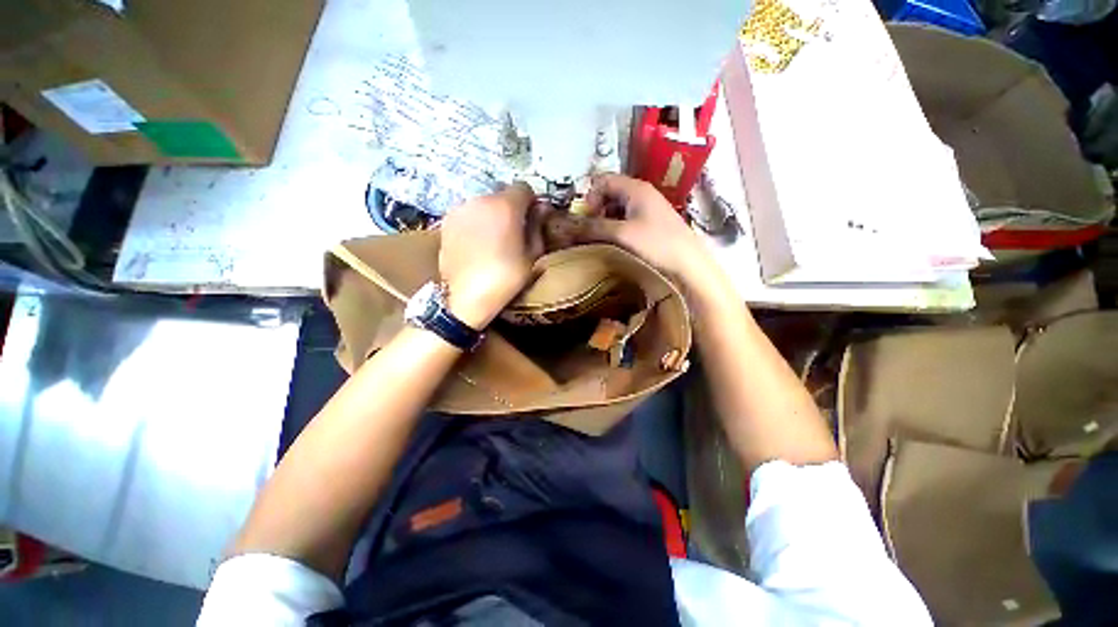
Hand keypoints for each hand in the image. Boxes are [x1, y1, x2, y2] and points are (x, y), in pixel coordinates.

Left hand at [439, 183, 544, 328]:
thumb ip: (537, 227)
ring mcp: (460, 210)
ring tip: (493, 241)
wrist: (466, 298)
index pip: (523, 187)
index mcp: (505, 206)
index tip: (532, 219)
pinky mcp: (446, 222)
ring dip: (492, 215)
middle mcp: (480, 200)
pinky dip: (475, 223)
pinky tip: (477, 245)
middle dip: (511, 208)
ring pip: (483, 205)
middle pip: (501, 195)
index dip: (531, 202)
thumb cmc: (506, 278)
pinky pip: (468, 215)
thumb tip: (542, 207)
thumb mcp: (532, 256)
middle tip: (513, 232)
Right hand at [577, 174, 716, 284]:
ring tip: (601, 241)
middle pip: (610, 194)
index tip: (586, 218)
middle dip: (596, 211)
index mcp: (636, 188)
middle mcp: (642, 194)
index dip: (590, 196)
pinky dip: (617, 230)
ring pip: (618, 209)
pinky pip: (627, 221)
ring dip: (606, 223)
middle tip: (591, 231)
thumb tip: (570, 227)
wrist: (689, 265)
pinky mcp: (652, 225)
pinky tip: (616, 245)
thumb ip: (595, 227)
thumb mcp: (622, 235)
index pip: (603, 180)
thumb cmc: (657, 244)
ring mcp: (649, 210)